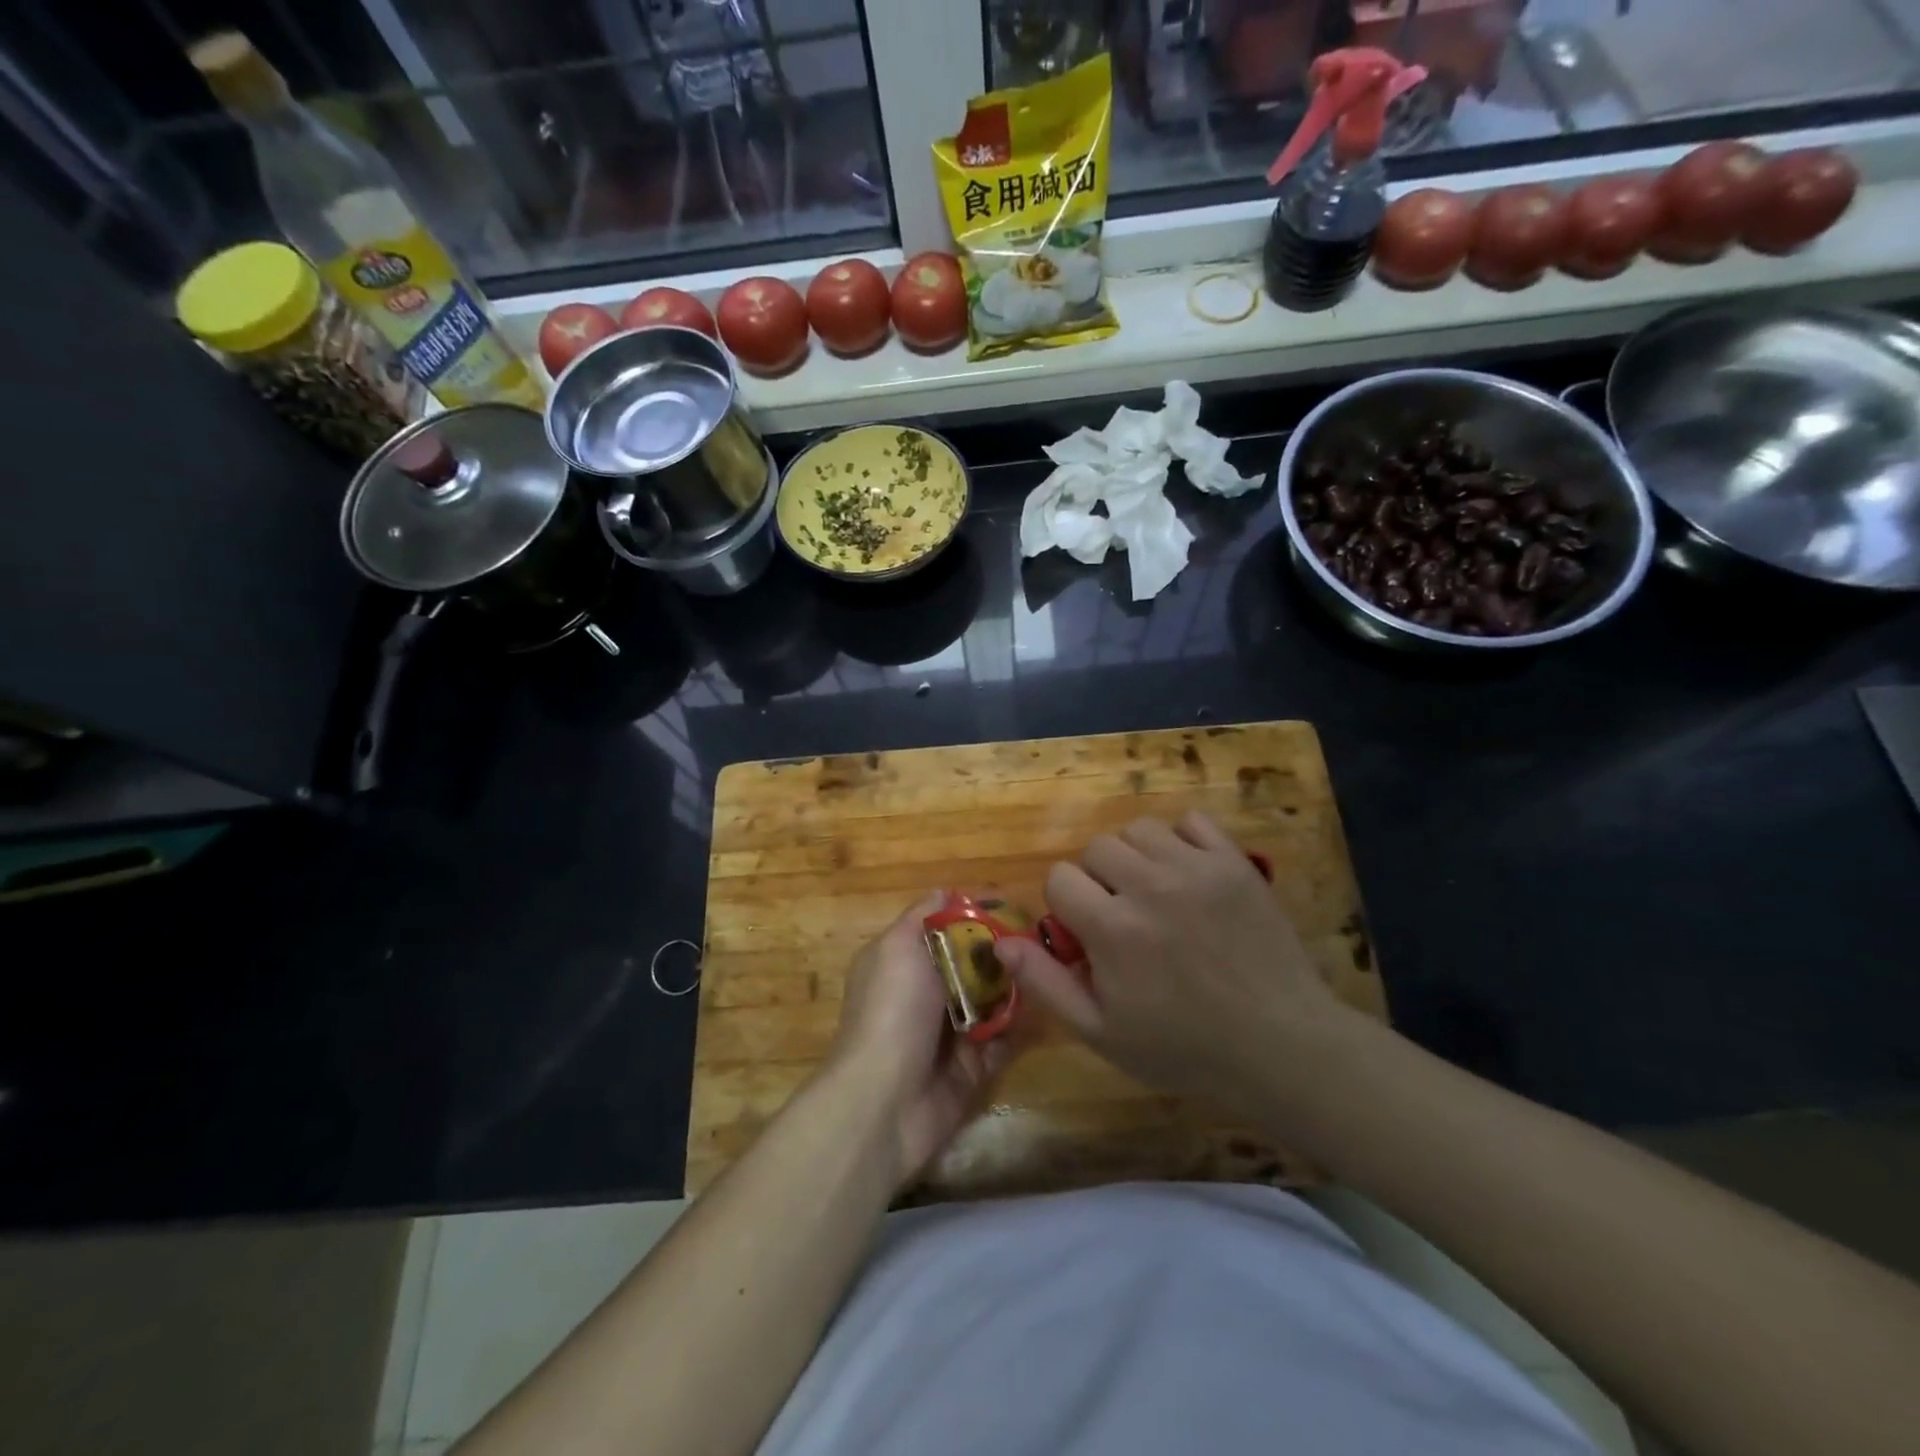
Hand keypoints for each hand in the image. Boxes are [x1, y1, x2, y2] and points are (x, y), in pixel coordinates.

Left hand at [828, 893, 1011, 1185]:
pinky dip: (1016, 1028)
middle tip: (1040, 940)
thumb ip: (922, 917)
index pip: (943, 928)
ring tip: (1046, 971)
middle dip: (1002, 953)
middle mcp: (924, 993)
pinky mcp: (970, 1068)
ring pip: (991, 1001)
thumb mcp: (898, 947)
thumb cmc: (892, 1011)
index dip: (974, 916)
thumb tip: (944, 890)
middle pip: (972, 964)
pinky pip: (1001, 1040)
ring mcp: (947, 1033)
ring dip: (1014, 989)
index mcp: (901, 961)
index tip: (1011, 905)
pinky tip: (1038, 1010)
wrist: (884, 1102)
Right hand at [996, 811, 1350, 1116]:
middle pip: (1097, 848)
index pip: (1059, 878)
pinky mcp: (1233, 862)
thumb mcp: (1101, 1032)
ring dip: (1135, 856)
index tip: (1088, 933)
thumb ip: (1045, 983)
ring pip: (1139, 829)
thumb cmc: (1183, 1047)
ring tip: (1154, 891)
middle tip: (1122, 915)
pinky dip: (1182, 839)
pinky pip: (1192, 821)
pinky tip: (1187, 872)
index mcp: (1112, 927)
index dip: (1066, 905)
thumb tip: (1000, 943)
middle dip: (1098, 879)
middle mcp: (1149, 885)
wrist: (1280, 1043)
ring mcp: (1195, 868)